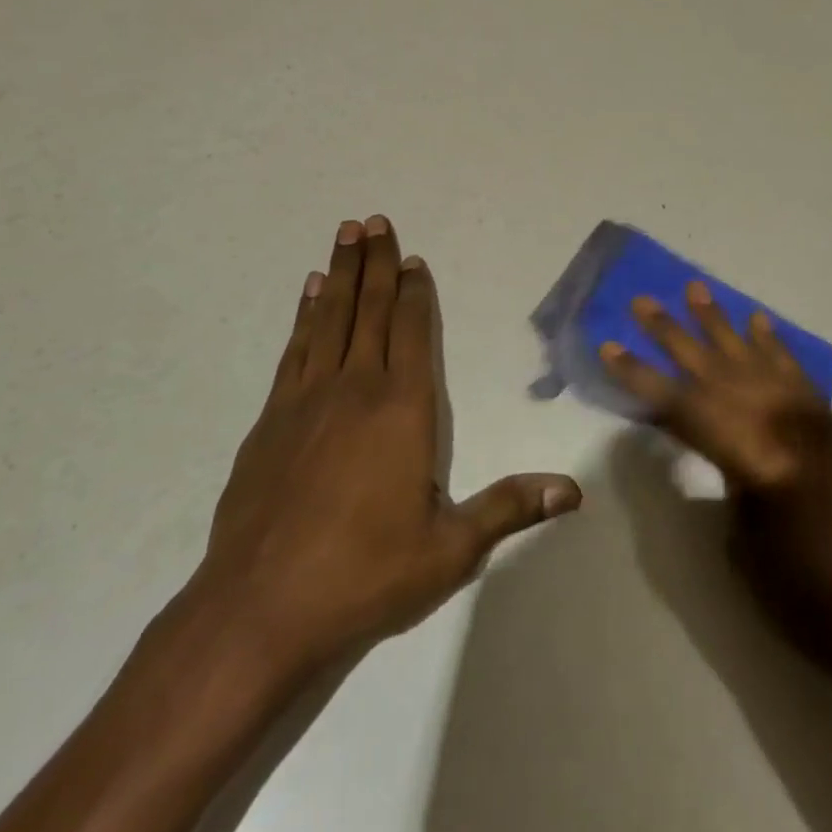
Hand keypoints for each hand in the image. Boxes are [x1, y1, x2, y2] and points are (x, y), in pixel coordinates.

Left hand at [192, 215, 581, 686]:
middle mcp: (356, 389)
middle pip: (370, 310)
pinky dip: (305, 314)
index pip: (412, 333)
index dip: (415, 292)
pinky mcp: (271, 419)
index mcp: (403, 409)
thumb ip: (509, 508)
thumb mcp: (450, 549)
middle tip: (374, 220)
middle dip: (376, 263)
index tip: (414, 258)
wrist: (258, 611)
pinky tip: (309, 293)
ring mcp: (307, 399)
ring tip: (345, 234)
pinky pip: (295, 349)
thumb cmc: (364, 576)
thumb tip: (574, 491)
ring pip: (330, 318)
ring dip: (340, 273)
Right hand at [600, 282, 831, 701]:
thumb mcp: (748, 546)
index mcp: (758, 458)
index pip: (684, 406)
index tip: (610, 347)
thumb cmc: (813, 604)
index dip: (642, 378)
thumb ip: (728, 478)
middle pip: (718, 370)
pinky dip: (776, 346)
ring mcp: (819, 421)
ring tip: (695, 290)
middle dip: (674, 336)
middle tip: (643, 302)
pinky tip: (759, 323)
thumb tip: (716, 444)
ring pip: (759, 359)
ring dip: (723, 325)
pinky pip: (800, 375)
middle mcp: (788, 425)